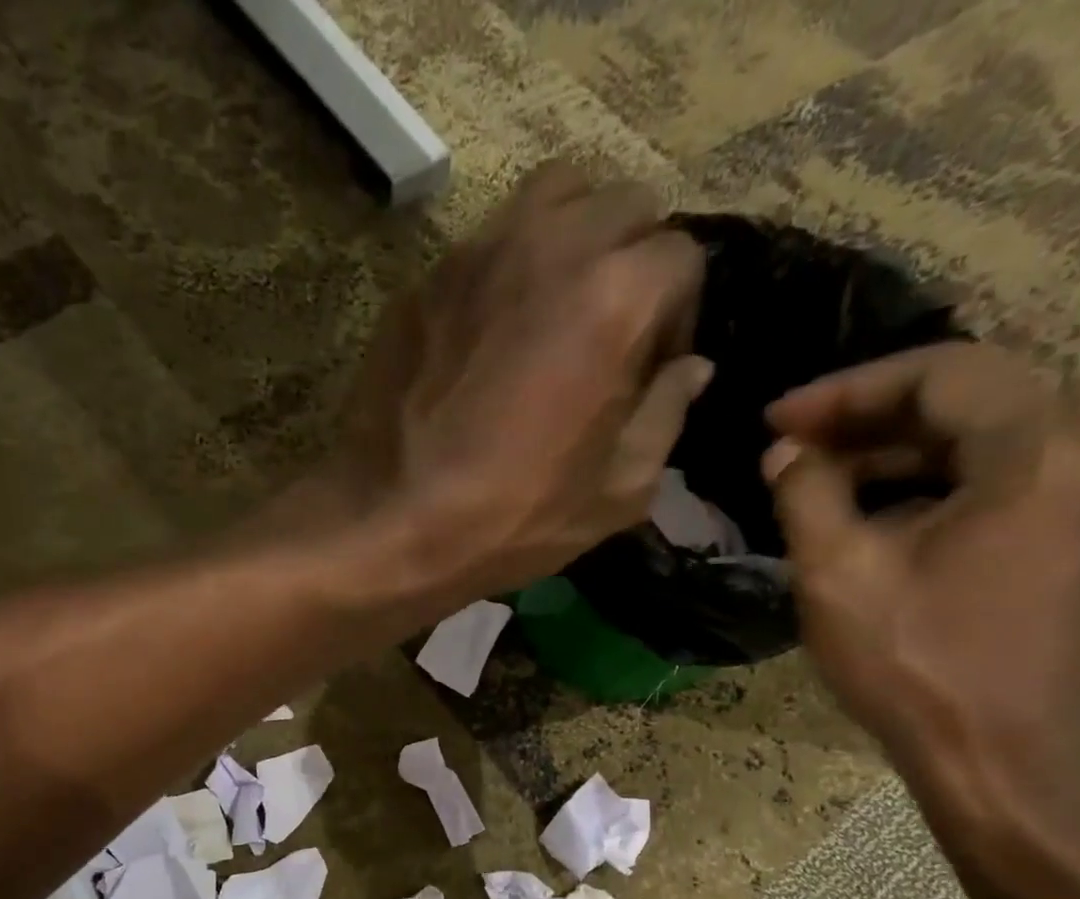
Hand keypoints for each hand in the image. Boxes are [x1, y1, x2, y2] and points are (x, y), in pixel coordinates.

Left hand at [331, 162, 710, 603]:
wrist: (389, 523)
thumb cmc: (512, 518)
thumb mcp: (616, 491)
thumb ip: (666, 415)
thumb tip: (690, 369)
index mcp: (615, 294)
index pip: (683, 257)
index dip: (679, 315)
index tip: (653, 368)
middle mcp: (551, 244)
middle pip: (626, 204)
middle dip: (637, 259)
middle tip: (613, 330)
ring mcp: (478, 251)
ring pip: (555, 195)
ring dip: (576, 235)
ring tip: (560, 305)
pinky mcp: (427, 277)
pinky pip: (489, 239)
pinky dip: (512, 264)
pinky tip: (496, 329)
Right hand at [762, 342, 1079, 798]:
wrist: (993, 757)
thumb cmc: (914, 664)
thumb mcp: (836, 573)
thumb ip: (805, 492)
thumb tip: (786, 452)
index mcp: (1044, 450)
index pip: (942, 374)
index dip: (846, 389)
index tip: (775, 420)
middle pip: (970, 397)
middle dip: (869, 415)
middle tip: (791, 444)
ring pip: (983, 436)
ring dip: (895, 449)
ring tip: (816, 476)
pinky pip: (1000, 475)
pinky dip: (930, 481)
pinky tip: (868, 508)